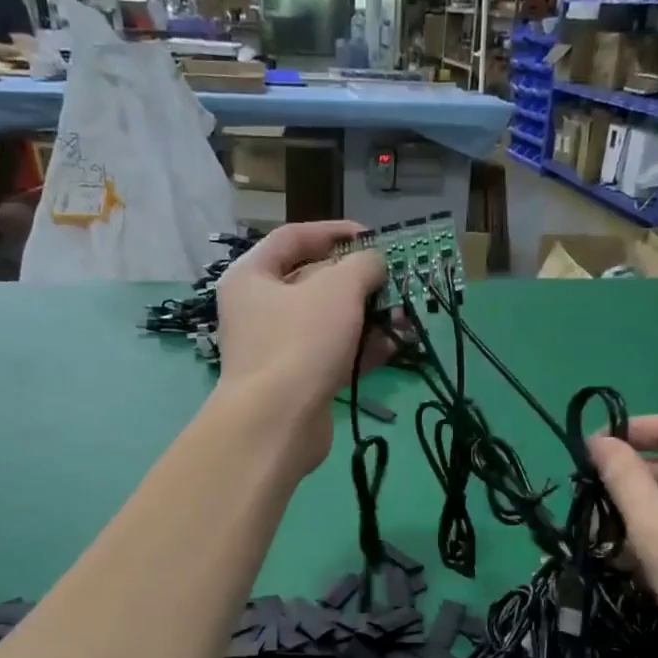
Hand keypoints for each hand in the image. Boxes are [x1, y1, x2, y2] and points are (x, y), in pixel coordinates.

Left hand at [215, 221, 391, 466]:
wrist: (277, 424)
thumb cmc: (300, 342)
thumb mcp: (338, 289)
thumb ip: (363, 266)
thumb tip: (374, 263)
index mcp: (252, 276)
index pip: (293, 238)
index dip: (334, 232)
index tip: (372, 237)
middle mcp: (260, 309)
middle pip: (315, 282)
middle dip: (360, 281)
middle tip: (395, 280)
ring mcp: (279, 348)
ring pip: (330, 322)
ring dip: (369, 317)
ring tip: (405, 315)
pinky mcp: (299, 382)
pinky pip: (334, 355)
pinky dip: (363, 349)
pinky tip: (396, 345)